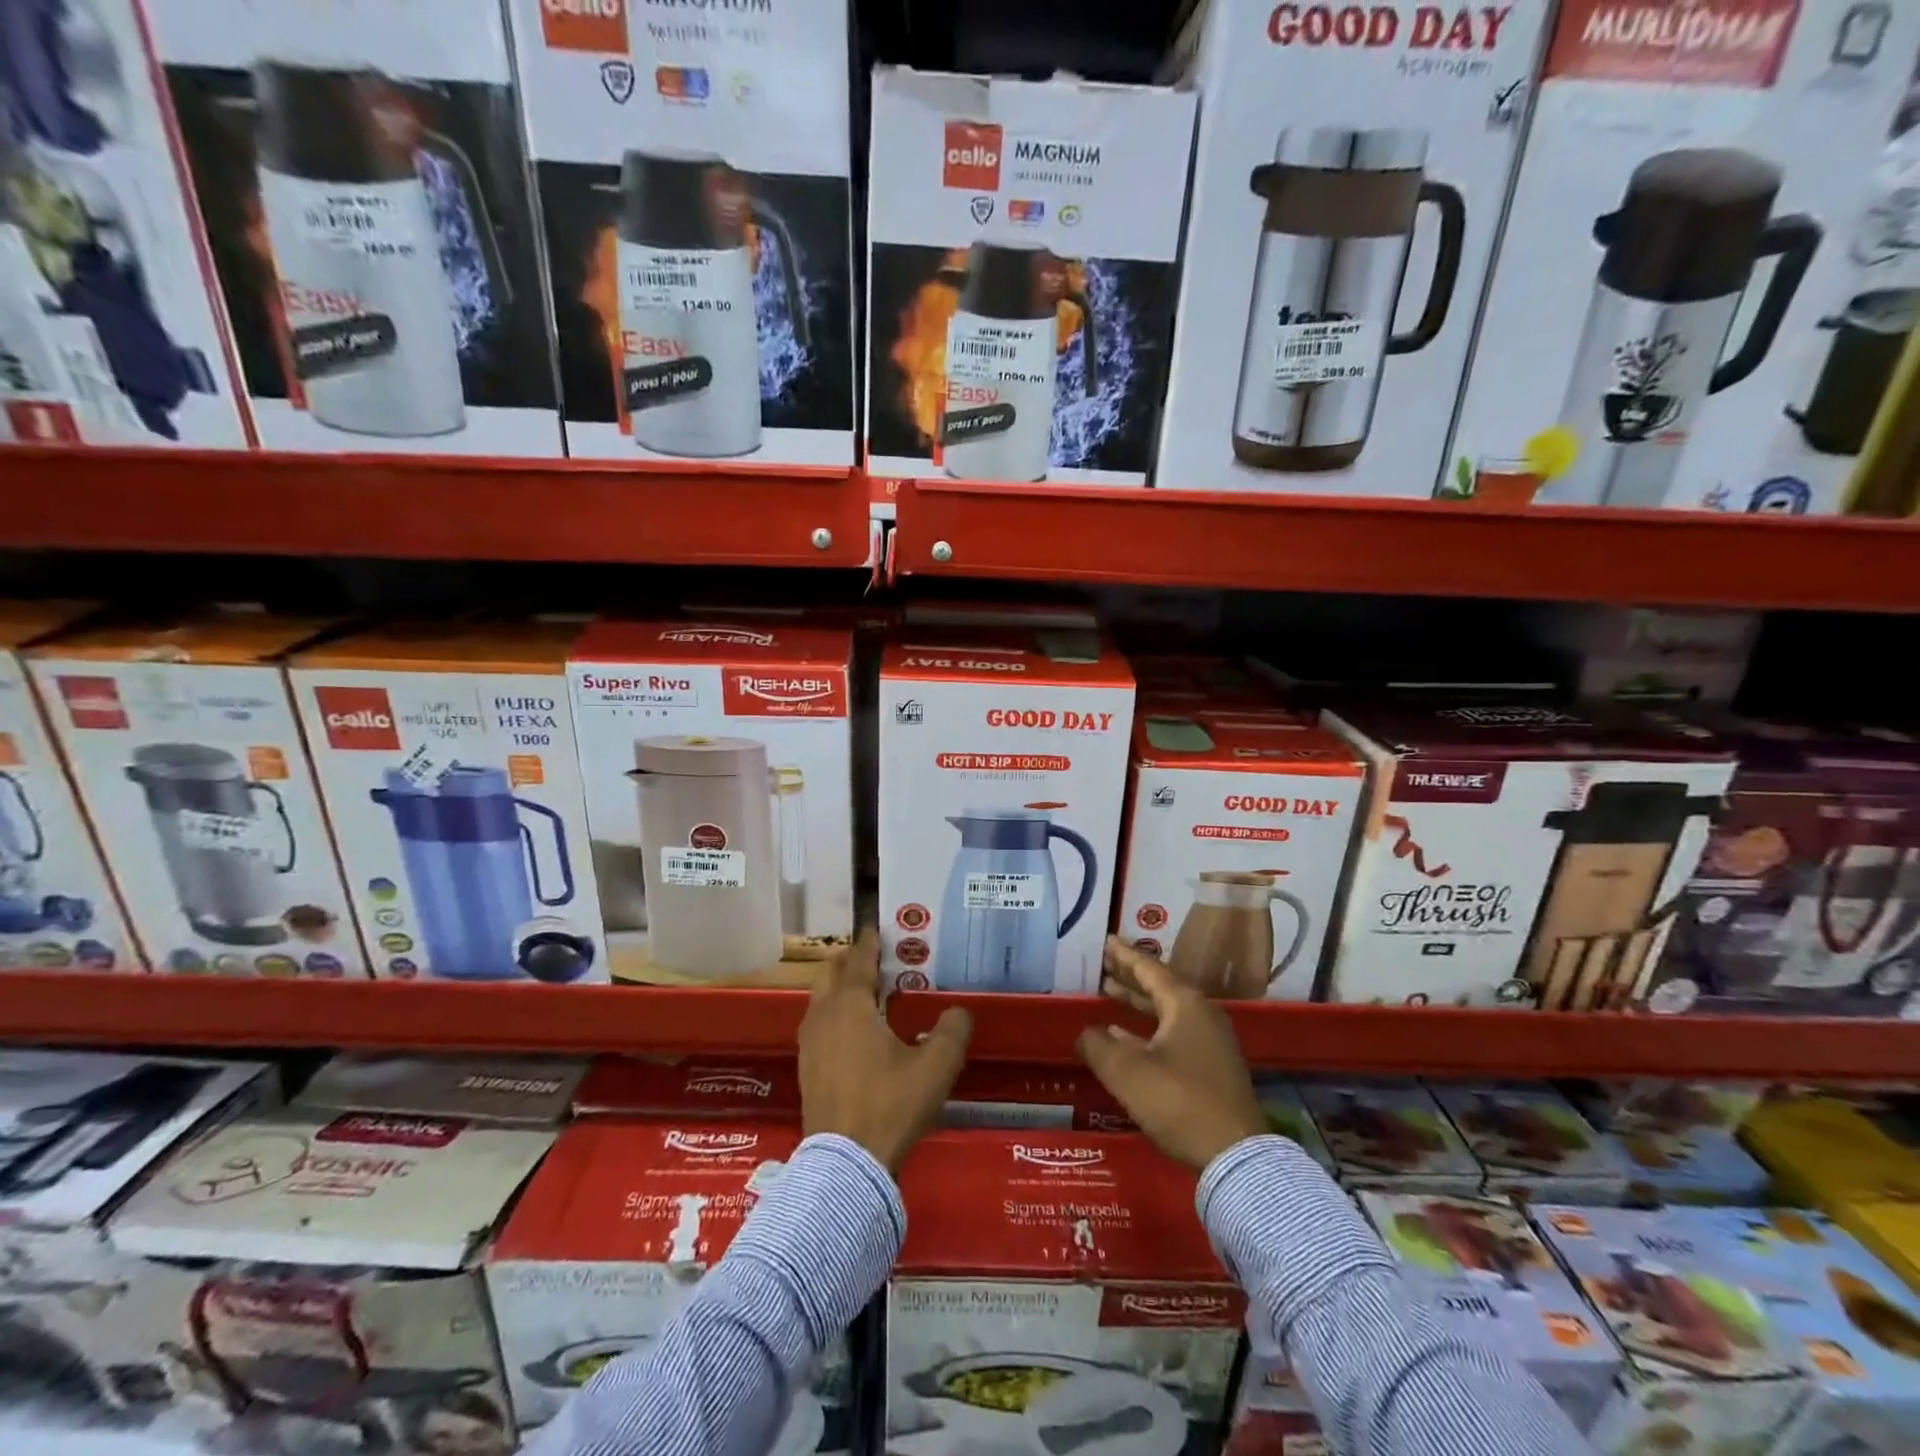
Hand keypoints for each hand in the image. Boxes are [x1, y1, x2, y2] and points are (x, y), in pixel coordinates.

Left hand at [799, 930, 972, 1171]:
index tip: (879, 927)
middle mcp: (823, 1015)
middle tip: (878, 959)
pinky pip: (819, 1024)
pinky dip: (835, 1014)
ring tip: (870, 993)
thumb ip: (952, 1031)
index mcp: (850, 1004)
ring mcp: (809, 1042)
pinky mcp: (807, 1067)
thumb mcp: (935, 1067)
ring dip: (841, 988)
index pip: (858, 959)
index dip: (869, 941)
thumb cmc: (890, 1104)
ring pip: (821, 999)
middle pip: (831, 972)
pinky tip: (857, 1033)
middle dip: (851, 960)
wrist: (845, 1164)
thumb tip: (959, 1011)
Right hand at [1077, 937, 1266, 1170]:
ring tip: (1109, 993)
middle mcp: (1201, 1014)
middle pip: (1159, 986)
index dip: (1123, 955)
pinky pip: (1173, 1032)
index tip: (1104, 940)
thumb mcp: (1127, 1072)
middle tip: (1102, 964)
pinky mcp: (1212, 1067)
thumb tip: (1084, 1033)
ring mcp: (1211, 1041)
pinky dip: (1148, 1028)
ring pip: (1166, 1011)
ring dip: (1137, 1002)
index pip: (1148, 968)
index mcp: (1185, 1004)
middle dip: (1129, 975)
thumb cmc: (1178, 1102)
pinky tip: (1125, 1037)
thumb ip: (1098, 1046)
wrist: (1234, 1157)